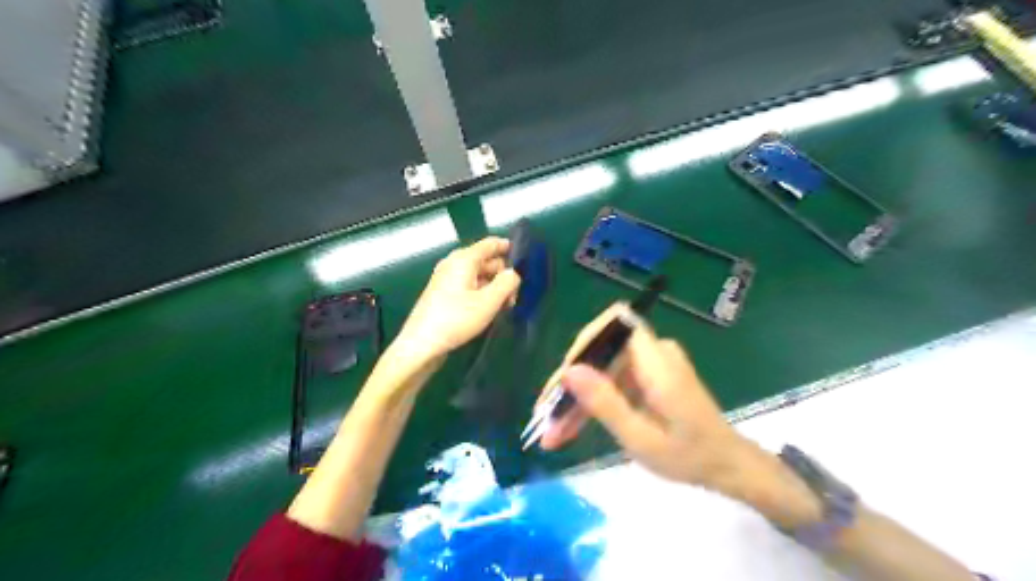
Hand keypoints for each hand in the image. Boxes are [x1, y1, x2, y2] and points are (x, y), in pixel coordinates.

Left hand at [398, 234, 525, 363]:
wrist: (422, 344)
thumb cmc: (456, 319)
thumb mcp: (489, 302)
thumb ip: (507, 283)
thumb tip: (514, 273)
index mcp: (464, 259)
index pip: (491, 244)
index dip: (509, 249)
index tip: (526, 262)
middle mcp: (454, 264)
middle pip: (486, 261)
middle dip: (503, 275)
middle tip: (515, 296)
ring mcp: (447, 279)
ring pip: (479, 276)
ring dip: (494, 288)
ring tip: (504, 307)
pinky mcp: (444, 294)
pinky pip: (469, 287)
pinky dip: (482, 294)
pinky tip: (489, 311)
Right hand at [539, 307, 821, 523]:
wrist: (727, 465)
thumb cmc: (689, 456)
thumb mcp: (642, 439)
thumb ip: (605, 403)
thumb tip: (568, 370)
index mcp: (657, 361)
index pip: (612, 326)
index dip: (582, 347)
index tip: (561, 381)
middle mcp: (653, 352)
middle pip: (601, 352)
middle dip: (571, 384)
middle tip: (546, 420)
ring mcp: (650, 363)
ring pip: (602, 368)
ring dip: (577, 398)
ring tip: (553, 433)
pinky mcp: (647, 375)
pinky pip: (612, 379)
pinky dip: (593, 402)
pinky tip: (572, 426)